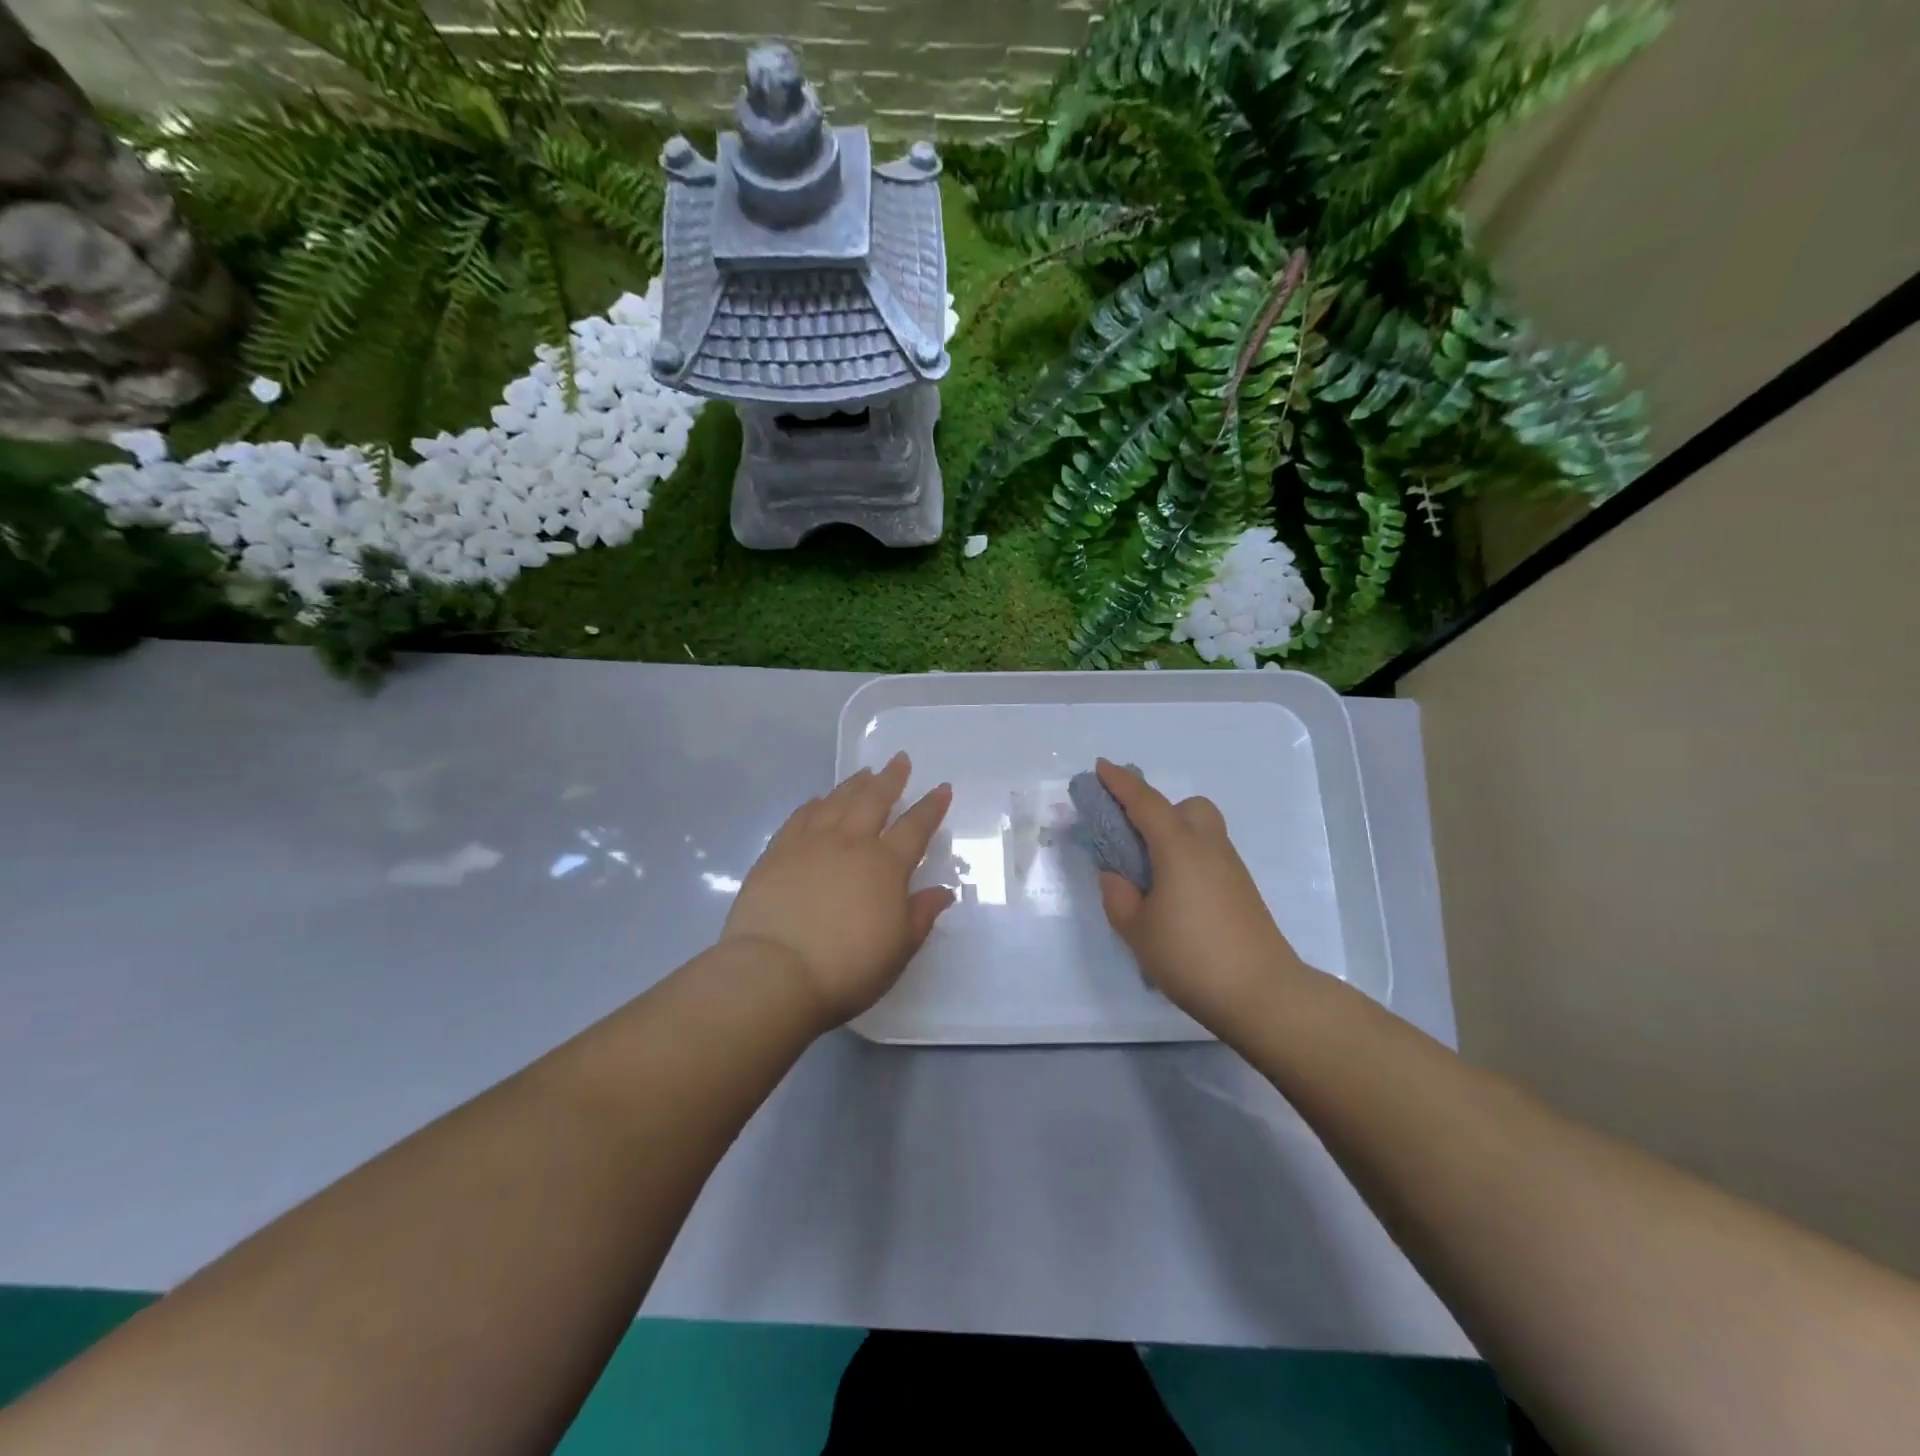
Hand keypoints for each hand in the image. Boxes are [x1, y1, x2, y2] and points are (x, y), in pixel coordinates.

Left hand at [723, 752, 954, 1025]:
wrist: (776, 971)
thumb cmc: (847, 967)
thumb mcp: (898, 949)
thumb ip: (920, 915)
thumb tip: (943, 892)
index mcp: (885, 865)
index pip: (915, 827)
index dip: (931, 807)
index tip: (942, 787)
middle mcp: (850, 844)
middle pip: (874, 800)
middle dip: (890, 779)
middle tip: (899, 760)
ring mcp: (810, 844)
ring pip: (836, 802)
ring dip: (853, 785)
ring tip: (864, 773)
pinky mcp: (777, 853)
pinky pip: (799, 817)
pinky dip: (812, 805)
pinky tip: (816, 800)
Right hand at [1093, 758, 1310, 1035]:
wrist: (1263, 994)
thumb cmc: (1191, 956)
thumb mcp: (1137, 930)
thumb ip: (1118, 896)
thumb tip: (1114, 875)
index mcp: (1178, 847)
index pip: (1145, 803)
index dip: (1120, 783)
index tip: (1101, 767)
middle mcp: (1208, 847)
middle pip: (1187, 808)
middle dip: (1159, 810)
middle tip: (1133, 838)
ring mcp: (1231, 869)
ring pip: (1202, 831)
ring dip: (1174, 835)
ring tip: (1150, 873)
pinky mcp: (1242, 891)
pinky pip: (1209, 856)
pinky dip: (1188, 859)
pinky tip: (1174, 895)